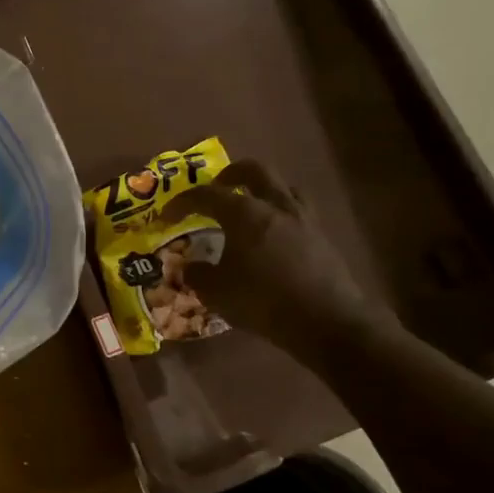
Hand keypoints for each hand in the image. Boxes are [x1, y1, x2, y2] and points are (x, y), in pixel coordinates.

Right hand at [159, 160, 393, 364]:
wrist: (326, 322)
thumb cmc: (263, 301)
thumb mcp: (217, 292)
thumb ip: (197, 274)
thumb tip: (188, 267)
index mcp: (245, 213)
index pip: (207, 195)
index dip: (182, 202)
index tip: (167, 215)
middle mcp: (276, 206)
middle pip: (254, 171)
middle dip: (230, 174)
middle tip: (216, 188)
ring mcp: (303, 219)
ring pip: (282, 187)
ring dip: (262, 190)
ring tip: (248, 207)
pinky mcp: (321, 238)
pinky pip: (297, 211)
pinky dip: (280, 214)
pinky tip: (272, 235)